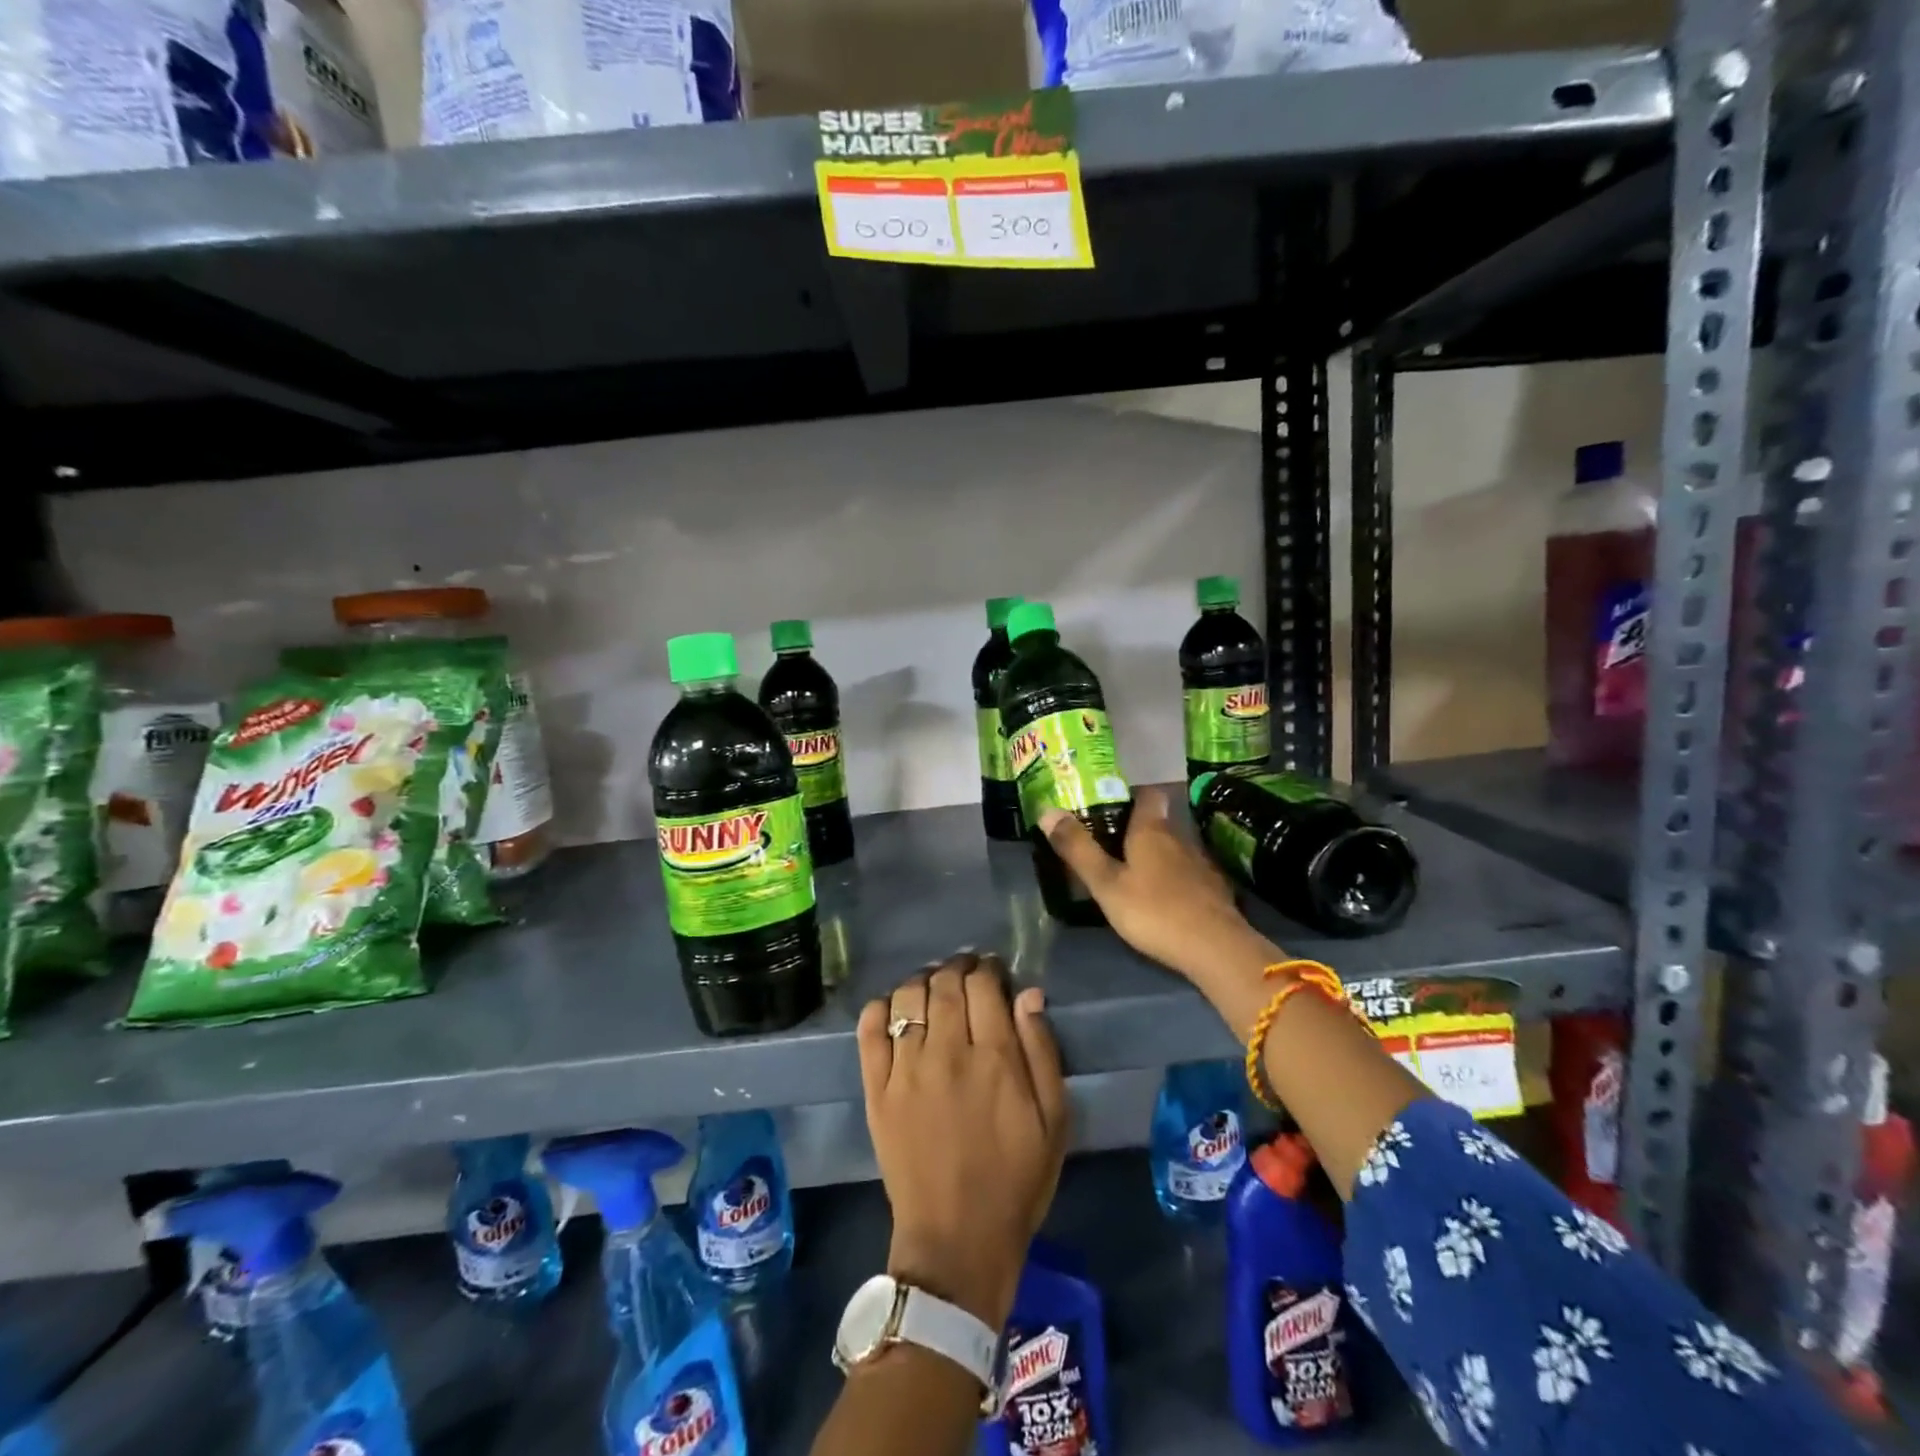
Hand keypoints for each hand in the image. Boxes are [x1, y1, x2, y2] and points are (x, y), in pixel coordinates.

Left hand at [857, 955, 1068, 1329]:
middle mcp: (946, 1052)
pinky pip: (869, 1029)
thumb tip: (1027, 993)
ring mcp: (905, 1070)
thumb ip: (1041, 1051)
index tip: (992, 971)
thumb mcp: (1052, 1121)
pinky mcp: (876, 1089)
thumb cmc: (1015, 1181)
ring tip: (933, 987)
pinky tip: (894, 1007)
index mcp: (994, 1058)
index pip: (983, 985)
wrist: (956, 1241)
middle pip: (945, 983)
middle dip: (957, 967)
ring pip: (906, 997)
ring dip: (922, 981)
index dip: (988, 968)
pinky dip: (880, 1007)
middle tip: (965, 971)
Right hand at [1038, 787, 1275, 985]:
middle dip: (1136, 828)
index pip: (1148, 794)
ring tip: (1133, 870)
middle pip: (1158, 821)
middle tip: (1109, 840)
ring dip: (1155, 854)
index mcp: (1152, 830)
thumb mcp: (1106, 884)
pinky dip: (1173, 877)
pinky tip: (1163, 896)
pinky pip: (1188, 872)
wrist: (1216, 948)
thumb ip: (1078, 849)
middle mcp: (1179, 838)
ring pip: (1173, 848)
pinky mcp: (1214, 889)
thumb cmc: (1154, 911)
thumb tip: (1047, 810)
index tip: (1110, 802)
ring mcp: (1201, 864)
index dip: (1131, 793)